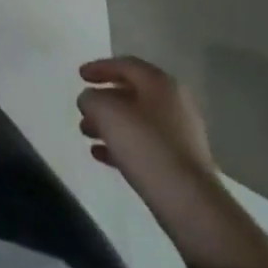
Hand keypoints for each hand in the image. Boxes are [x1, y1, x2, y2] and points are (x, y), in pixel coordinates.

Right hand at [77, 55, 216, 206]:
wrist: (188, 202)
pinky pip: (145, 145)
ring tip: (86, 133)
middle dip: (103, 100)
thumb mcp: (106, 112)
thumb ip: (91, 98)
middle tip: (83, 108)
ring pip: (137, 121)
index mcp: (160, 83)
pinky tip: (101, 155)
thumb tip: (90, 100)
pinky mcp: (181, 163)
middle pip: (132, 93)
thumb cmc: (145, 146)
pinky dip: (122, 145)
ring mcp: (181, 135)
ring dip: (110, 124)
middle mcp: (174, 103)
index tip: (79, 76)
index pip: (125, 65)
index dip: (99, 67)